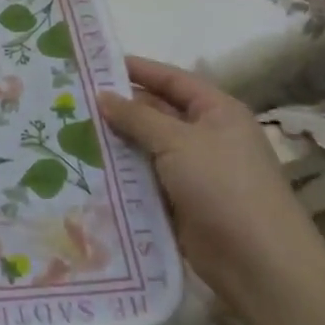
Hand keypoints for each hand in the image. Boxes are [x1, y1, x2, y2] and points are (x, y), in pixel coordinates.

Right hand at [97, 56, 324, 307]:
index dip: (137, 69)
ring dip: (114, 142)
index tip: (94, 63)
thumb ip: (137, 116)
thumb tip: (103, 95)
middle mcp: (205, 136)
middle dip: (118, 107)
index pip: (172, 79)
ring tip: (67, 130)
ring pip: (145, 147)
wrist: (256, 261)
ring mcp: (192, 170)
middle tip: (72, 100)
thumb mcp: (177, 141)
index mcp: (216, 111)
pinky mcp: (178, 201)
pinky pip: (143, 178)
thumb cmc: (223, 186)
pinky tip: (85, 167)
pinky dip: (120, 173)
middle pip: (155, 112)